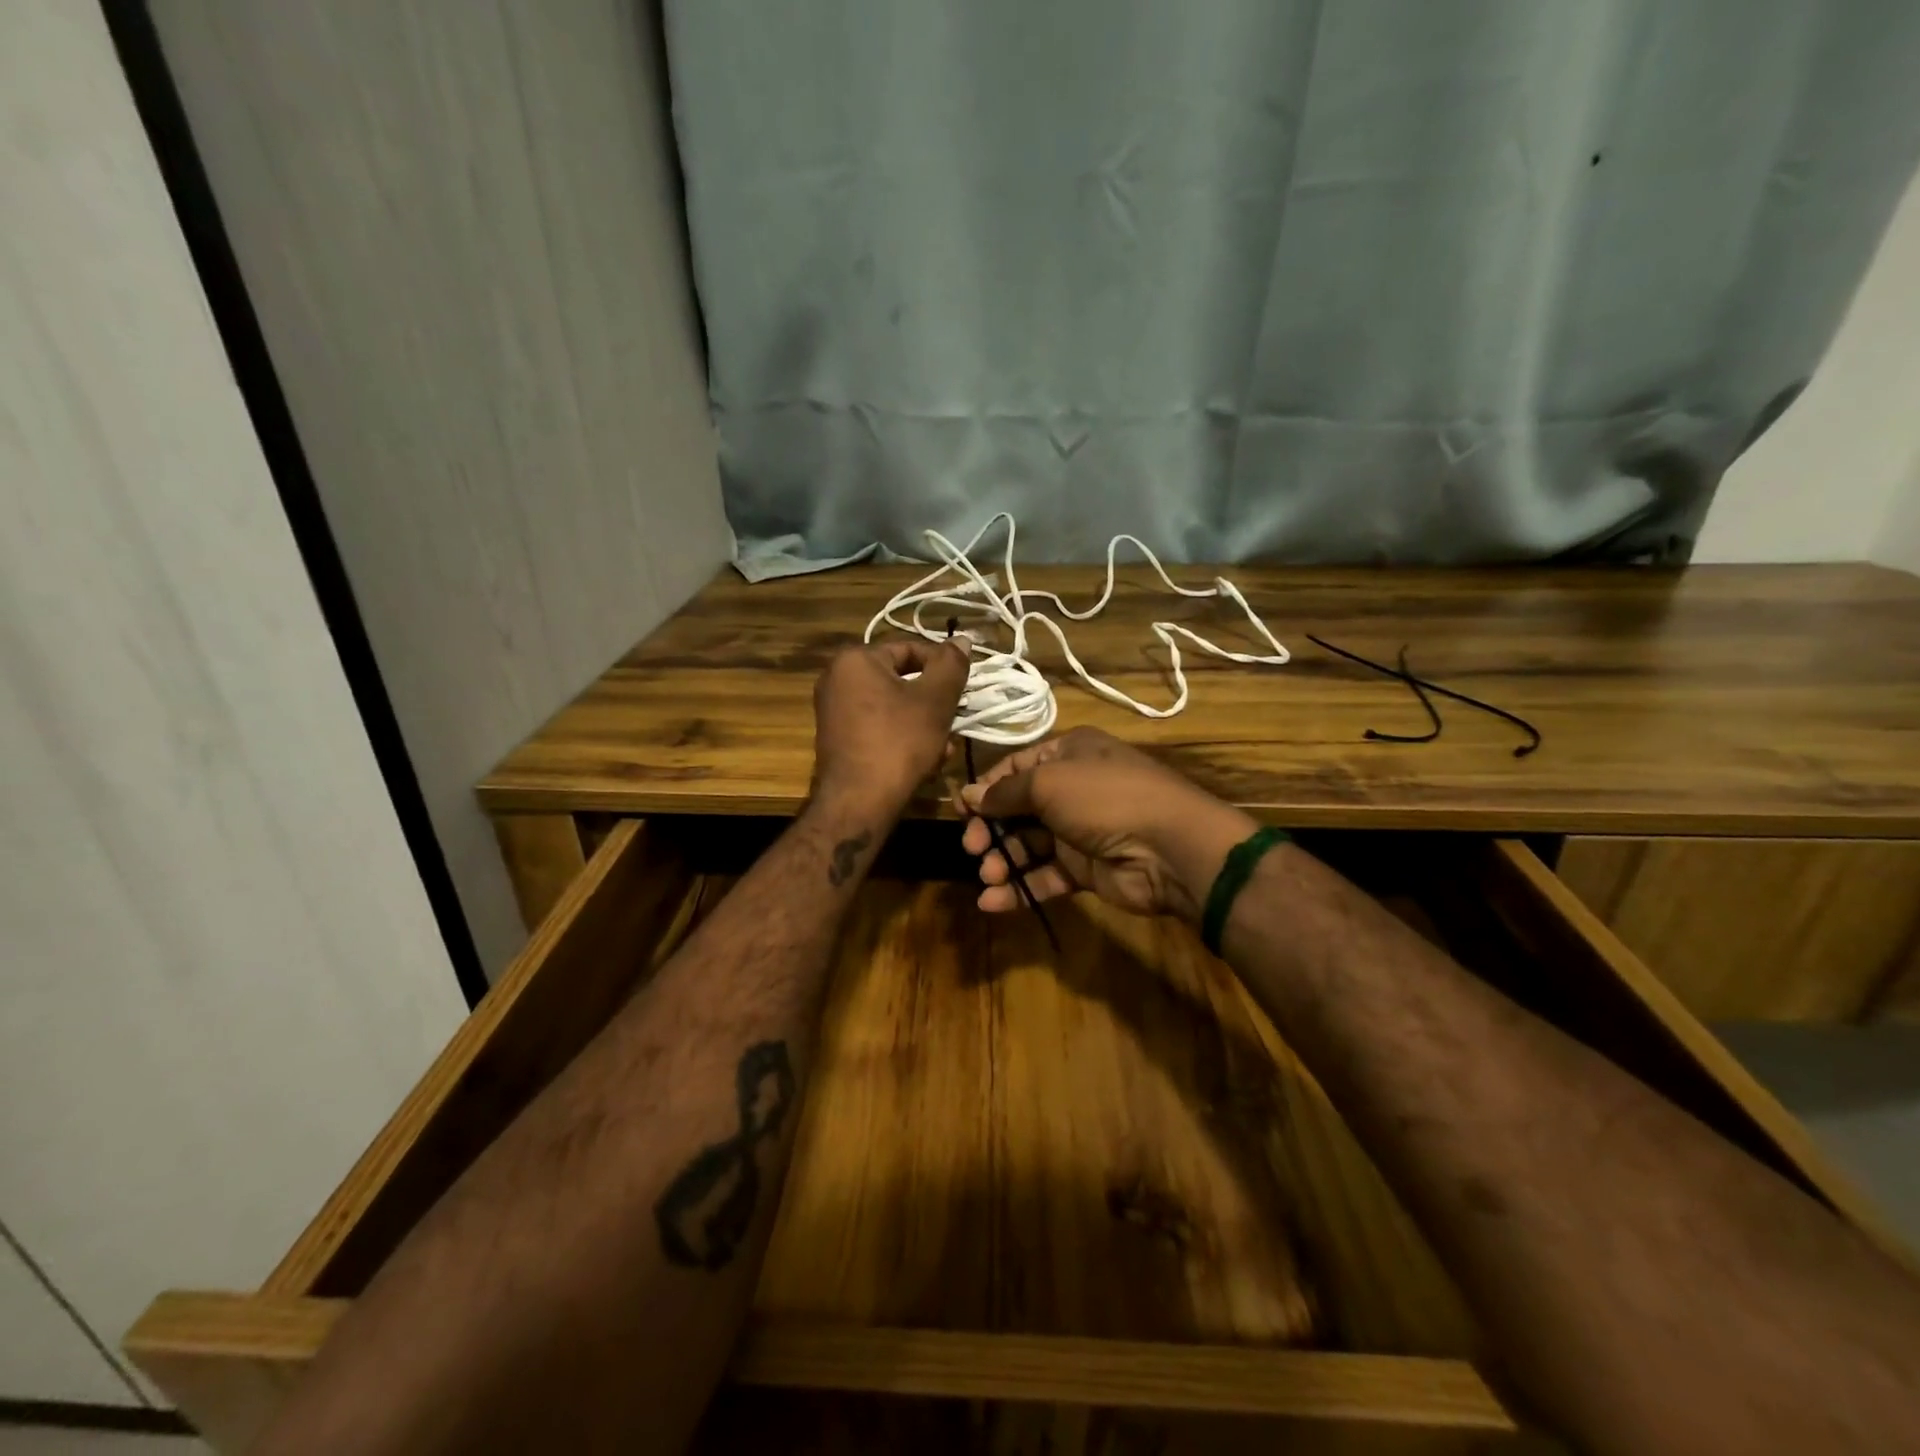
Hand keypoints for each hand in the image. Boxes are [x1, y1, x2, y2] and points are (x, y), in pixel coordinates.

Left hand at [813, 639, 969, 817]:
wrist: (858, 802)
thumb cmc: (899, 742)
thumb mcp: (935, 700)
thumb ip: (951, 665)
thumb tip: (961, 638)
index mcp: (855, 659)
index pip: (910, 649)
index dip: (943, 667)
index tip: (964, 689)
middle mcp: (837, 678)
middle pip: (901, 681)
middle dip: (933, 703)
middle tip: (954, 722)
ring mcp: (833, 710)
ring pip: (893, 707)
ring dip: (923, 725)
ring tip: (943, 749)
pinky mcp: (837, 738)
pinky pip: (878, 727)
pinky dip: (901, 738)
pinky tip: (923, 762)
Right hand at [960, 727, 1255, 921]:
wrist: (1168, 847)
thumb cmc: (1103, 798)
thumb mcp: (1048, 782)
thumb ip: (1006, 792)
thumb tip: (970, 795)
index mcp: (1068, 754)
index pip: (1015, 767)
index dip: (986, 788)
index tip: (960, 811)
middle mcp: (1072, 788)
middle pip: (1018, 808)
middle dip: (992, 828)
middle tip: (973, 848)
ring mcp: (1080, 831)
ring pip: (1029, 844)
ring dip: (1003, 860)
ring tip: (987, 876)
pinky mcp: (1085, 869)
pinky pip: (1045, 875)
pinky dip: (1020, 887)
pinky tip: (994, 902)